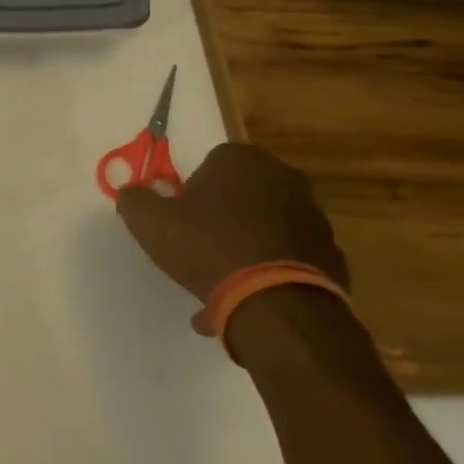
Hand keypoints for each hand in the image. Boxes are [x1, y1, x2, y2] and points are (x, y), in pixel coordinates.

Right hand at [114, 142, 346, 303]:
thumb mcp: (149, 221)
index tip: (181, 218)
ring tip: (222, 285)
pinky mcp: (332, 256)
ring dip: (246, 248)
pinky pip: (288, 258)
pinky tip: (249, 302)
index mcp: (242, 159)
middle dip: (222, 217)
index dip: (192, 191)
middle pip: (241, 193)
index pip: (211, 163)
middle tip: (199, 247)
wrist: (275, 304)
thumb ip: (134, 200)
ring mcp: (314, 217)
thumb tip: (131, 193)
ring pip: (265, 228)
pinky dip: (270, 273)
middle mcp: (284, 178)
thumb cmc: (207, 246)